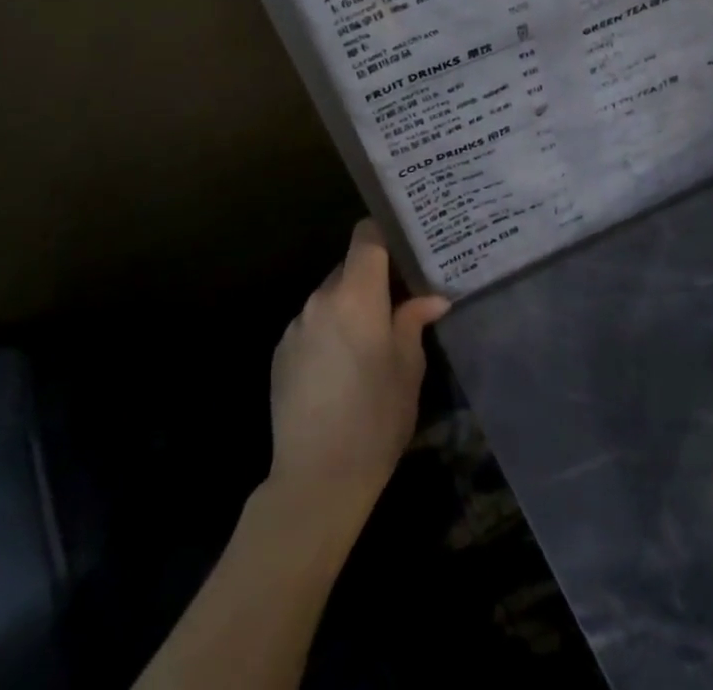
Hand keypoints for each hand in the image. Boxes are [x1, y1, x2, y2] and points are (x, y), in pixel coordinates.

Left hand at [268, 220, 448, 515]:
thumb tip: (432, 298)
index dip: (386, 233)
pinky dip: (329, 331)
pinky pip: (312, 324)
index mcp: (356, 295)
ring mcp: (296, 325)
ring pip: (330, 297)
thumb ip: (414, 321)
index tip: (406, 246)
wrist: (316, 480)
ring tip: (370, 342)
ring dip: (350, 307)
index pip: (367, 236)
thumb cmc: (375, 417)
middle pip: (349, 267)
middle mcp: (321, 299)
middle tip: (399, 301)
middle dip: (373, 279)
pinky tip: (341, 369)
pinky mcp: (280, 352)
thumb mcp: (408, 368)